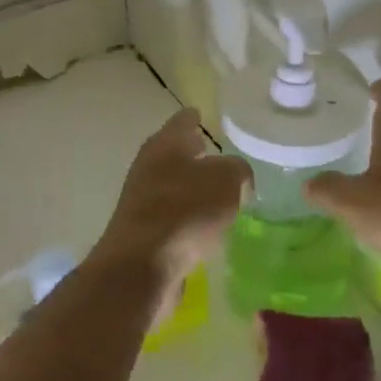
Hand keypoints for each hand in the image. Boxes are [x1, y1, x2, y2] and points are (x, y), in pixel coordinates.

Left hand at [94, 110, 250, 298]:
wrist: (143, 266)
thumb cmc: (186, 210)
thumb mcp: (227, 180)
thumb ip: (238, 171)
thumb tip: (238, 179)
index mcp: (165, 144)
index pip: (183, 121)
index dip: (194, 117)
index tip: (202, 114)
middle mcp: (148, 167)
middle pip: (174, 154)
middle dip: (195, 156)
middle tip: (220, 157)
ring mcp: (142, 202)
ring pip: (174, 187)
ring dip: (193, 190)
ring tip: (220, 195)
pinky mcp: (144, 234)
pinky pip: (173, 218)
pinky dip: (189, 219)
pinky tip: (207, 229)